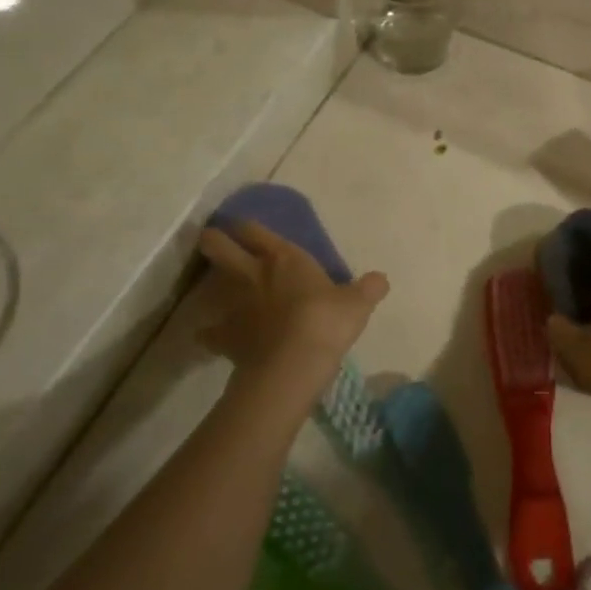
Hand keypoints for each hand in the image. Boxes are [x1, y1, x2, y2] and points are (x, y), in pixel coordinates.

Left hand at [195, 222, 387, 409]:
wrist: (293, 365)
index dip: (246, 226)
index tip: (240, 224)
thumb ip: (368, 288)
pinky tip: (213, 337)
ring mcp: (235, 306)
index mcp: (284, 258)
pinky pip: (211, 332)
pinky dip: (211, 333)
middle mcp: (253, 274)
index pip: (256, 231)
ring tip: (214, 292)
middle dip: (213, 241)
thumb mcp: (358, 303)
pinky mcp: (225, 338)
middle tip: (211, 240)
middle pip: (219, 248)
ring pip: (209, 288)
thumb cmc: (327, 322)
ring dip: (210, 288)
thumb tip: (381, 279)